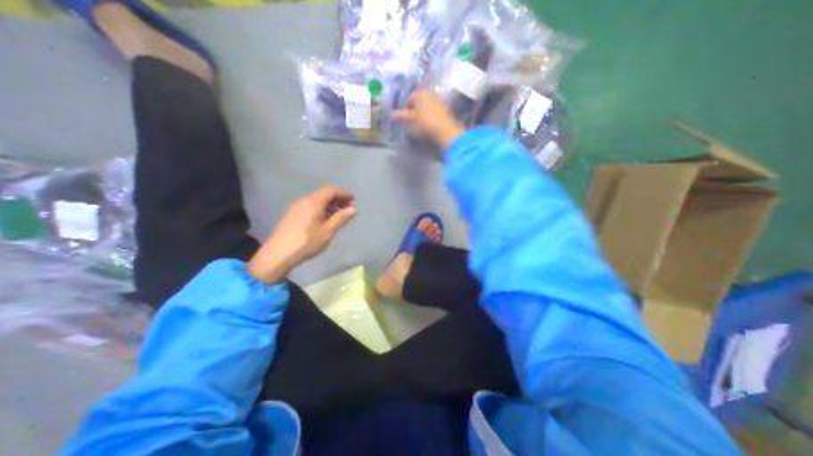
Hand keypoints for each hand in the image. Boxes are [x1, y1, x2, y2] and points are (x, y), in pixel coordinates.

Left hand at [248, 183, 355, 280]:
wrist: (278, 254)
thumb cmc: (306, 242)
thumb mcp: (328, 231)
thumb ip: (341, 218)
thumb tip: (353, 209)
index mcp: (313, 202)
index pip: (331, 190)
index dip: (343, 193)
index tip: (354, 199)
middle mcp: (304, 201)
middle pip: (323, 194)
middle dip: (338, 199)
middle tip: (349, 207)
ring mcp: (296, 207)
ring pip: (317, 201)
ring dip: (330, 205)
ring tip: (339, 215)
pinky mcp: (292, 215)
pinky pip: (310, 206)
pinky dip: (321, 209)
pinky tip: (325, 220)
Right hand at [392, 90, 466, 149]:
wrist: (445, 129)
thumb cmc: (426, 122)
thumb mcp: (412, 119)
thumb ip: (402, 116)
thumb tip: (391, 115)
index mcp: (420, 93)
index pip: (409, 99)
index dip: (405, 108)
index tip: (405, 118)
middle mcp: (430, 92)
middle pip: (419, 100)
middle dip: (414, 108)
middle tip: (412, 120)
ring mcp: (438, 98)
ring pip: (427, 104)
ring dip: (422, 111)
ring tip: (420, 122)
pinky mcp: (445, 107)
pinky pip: (434, 108)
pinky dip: (430, 113)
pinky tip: (429, 122)